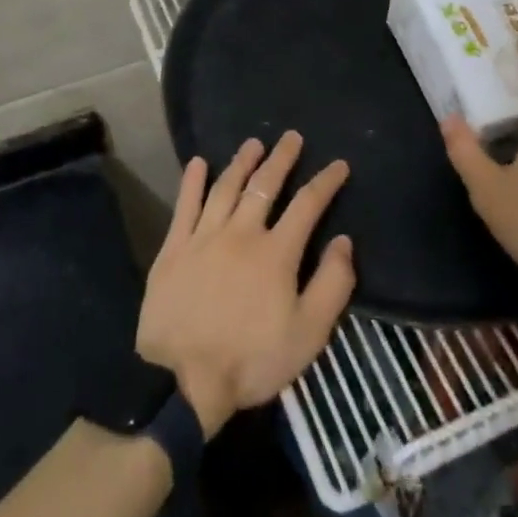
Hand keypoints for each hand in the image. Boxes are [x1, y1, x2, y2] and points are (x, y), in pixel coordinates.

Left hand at [136, 132, 355, 436]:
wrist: (183, 380)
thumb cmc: (251, 360)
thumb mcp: (308, 334)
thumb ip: (332, 285)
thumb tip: (343, 241)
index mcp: (277, 252)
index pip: (307, 205)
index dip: (325, 181)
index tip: (338, 164)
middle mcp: (242, 233)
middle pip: (264, 185)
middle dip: (281, 158)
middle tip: (291, 137)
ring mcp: (204, 237)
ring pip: (226, 187)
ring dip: (241, 162)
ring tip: (253, 144)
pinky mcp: (174, 248)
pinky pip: (185, 205)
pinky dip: (192, 181)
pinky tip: (198, 162)